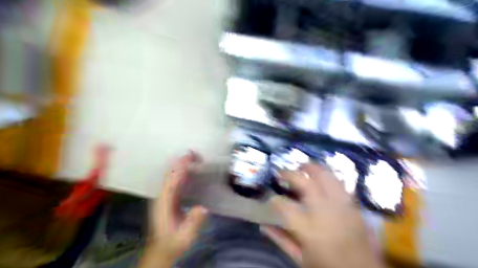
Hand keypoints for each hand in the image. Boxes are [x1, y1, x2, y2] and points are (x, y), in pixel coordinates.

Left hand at [142, 150, 209, 267]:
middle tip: (194, 153)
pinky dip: (181, 172)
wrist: (162, 249)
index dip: (179, 169)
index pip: (171, 181)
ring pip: (171, 176)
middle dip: (180, 163)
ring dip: (181, 165)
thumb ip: (193, 222)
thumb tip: (203, 208)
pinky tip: (190, 169)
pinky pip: (175, 181)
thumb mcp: (185, 236)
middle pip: (170, 175)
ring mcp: (164, 196)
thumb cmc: (173, 242)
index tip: (189, 158)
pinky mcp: (169, 198)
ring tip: (193, 157)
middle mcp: (162, 196)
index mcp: (164, 204)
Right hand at [263, 164, 383, 267]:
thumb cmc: (327, 266)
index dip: (274, 200)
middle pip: (305, 182)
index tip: (270, 199)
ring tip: (301, 167)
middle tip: (282, 173)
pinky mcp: (352, 204)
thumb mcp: (300, 258)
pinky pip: (339, 182)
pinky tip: (321, 176)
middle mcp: (324, 211)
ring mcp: (341, 205)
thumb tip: (263, 225)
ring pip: (325, 176)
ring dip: (311, 168)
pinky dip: (328, 175)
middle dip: (290, 174)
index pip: (284, 206)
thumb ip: (280, 239)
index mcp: (308, 228)